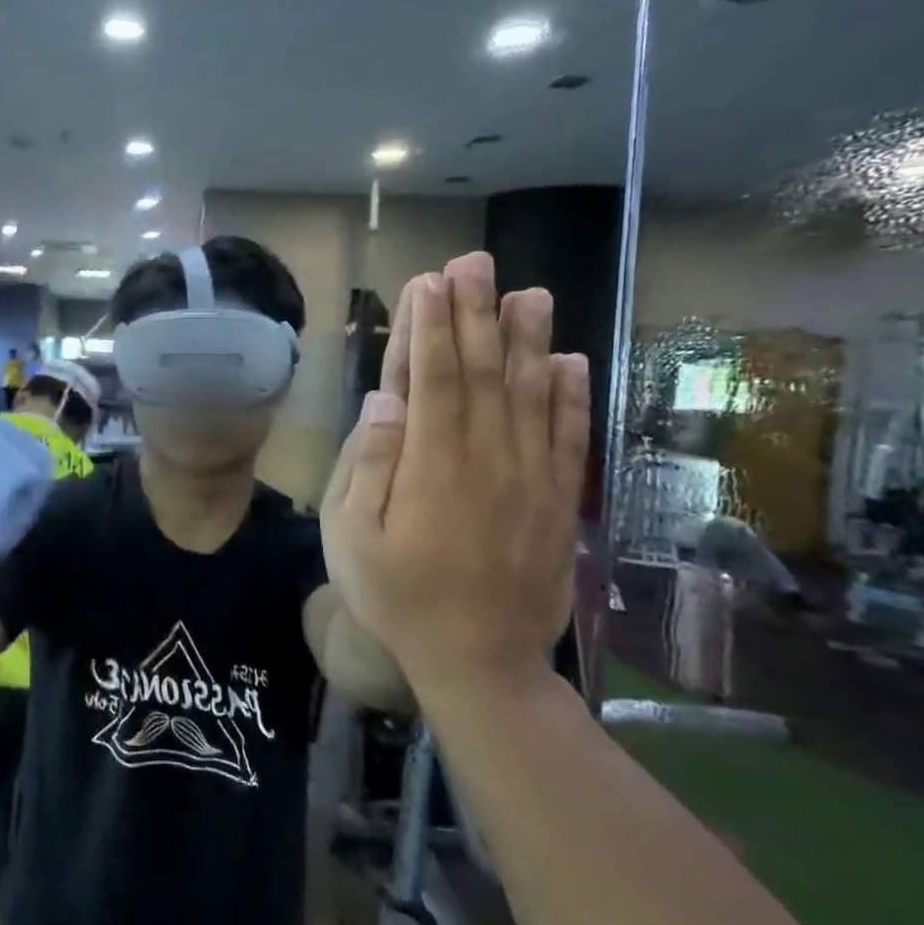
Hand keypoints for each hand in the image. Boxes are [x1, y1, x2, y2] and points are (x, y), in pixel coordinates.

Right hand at [319, 252, 588, 705]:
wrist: (478, 662)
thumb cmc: (397, 598)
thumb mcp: (352, 537)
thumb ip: (368, 465)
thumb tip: (384, 401)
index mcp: (431, 464)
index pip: (433, 377)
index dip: (430, 326)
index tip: (428, 282)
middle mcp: (487, 457)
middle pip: (483, 371)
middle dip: (476, 313)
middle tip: (475, 262)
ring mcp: (530, 478)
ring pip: (532, 394)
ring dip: (529, 339)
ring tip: (529, 292)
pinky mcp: (558, 501)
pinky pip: (568, 438)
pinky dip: (571, 397)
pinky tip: (571, 361)